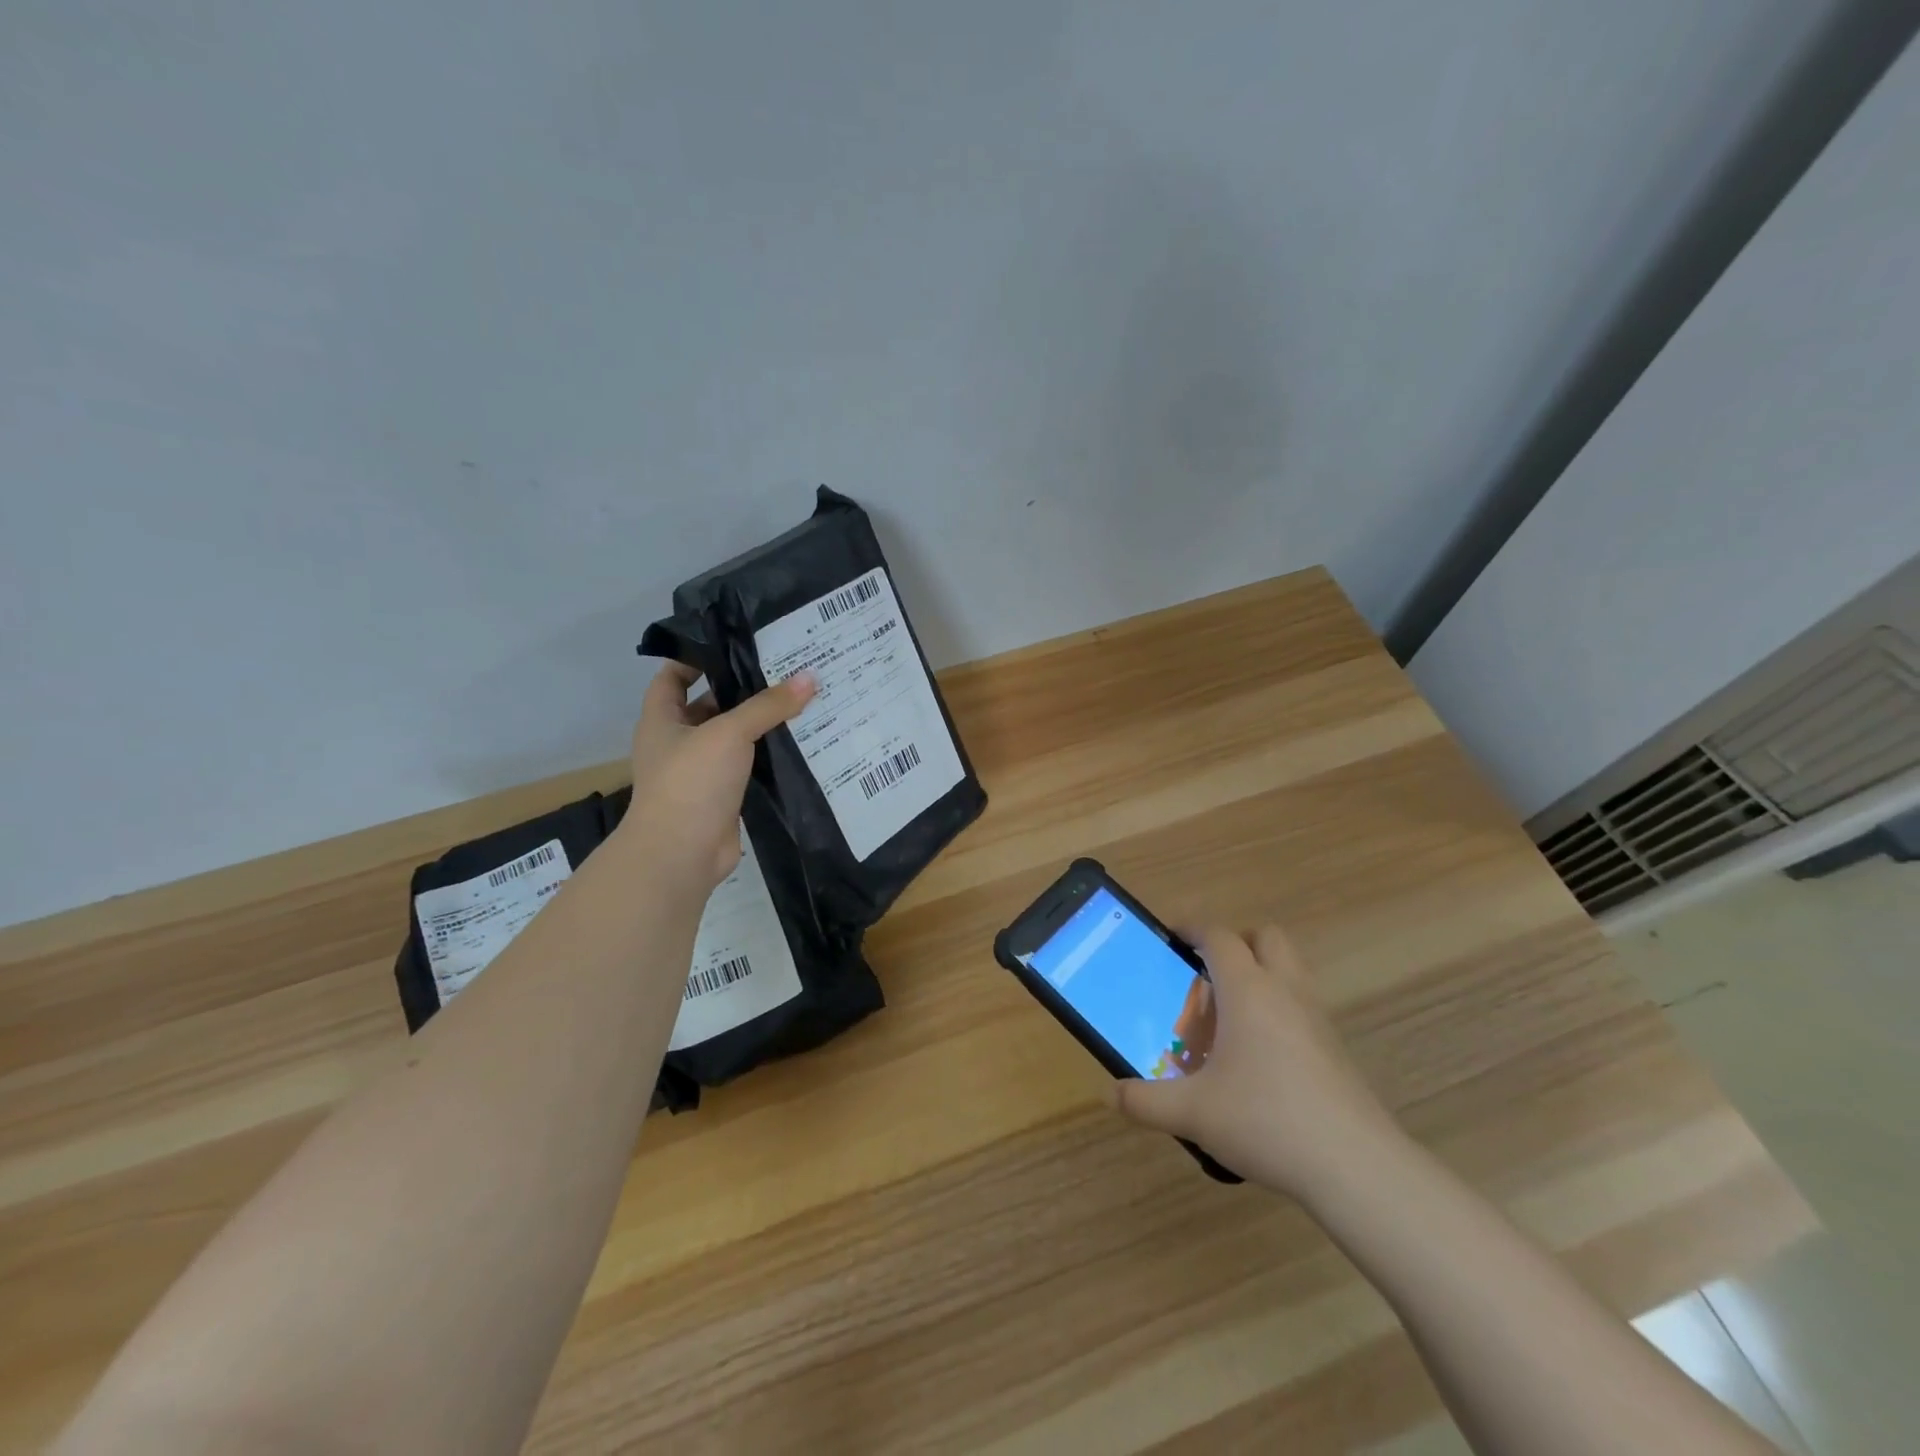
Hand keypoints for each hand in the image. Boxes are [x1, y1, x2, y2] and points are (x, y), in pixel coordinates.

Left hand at [624, 663, 815, 888]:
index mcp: (662, 719)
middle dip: (742, 689)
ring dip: (761, 723)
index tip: (737, 643)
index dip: (698, 657)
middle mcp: (678, 742)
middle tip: (783, 668)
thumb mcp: (729, 732)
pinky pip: (749, 766)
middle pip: (710, 705)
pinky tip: (801, 740)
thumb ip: (769, 705)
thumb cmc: (691, 781)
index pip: (673, 676)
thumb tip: (809, 677)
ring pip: (733, 738)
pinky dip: (769, 755)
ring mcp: (701, 771)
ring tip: (801, 698)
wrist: (681, 854)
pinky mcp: (723, 795)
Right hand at [1112, 925, 1403, 1198]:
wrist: (1356, 1167)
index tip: (1171, 938)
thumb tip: (1114, 1094)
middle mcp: (1284, 991)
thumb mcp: (1193, 1113)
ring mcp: (1316, 1018)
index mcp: (1247, 989)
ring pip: (1290, 969)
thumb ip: (1146, 1101)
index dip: (1192, 928)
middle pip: (1265, 937)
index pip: (1218, 935)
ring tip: (1230, 1014)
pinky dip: (1279, 1010)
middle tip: (1206, 973)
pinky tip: (1259, 1056)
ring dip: (1261, 974)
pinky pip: (1302, 1005)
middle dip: (1235, 943)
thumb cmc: (1266, 1120)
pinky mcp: (1336, 1049)